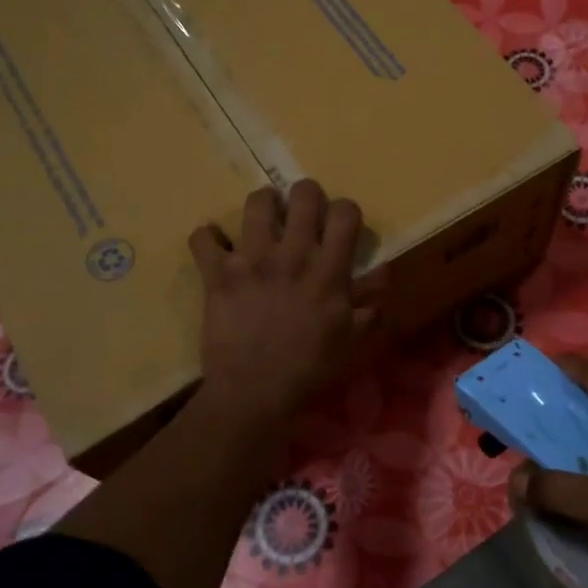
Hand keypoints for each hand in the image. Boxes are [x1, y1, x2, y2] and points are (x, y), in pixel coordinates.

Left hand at [189, 180, 381, 425]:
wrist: (254, 393)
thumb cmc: (310, 370)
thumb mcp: (354, 342)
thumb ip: (372, 304)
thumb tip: (384, 271)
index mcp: (328, 271)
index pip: (345, 213)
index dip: (346, 211)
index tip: (341, 224)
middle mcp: (292, 255)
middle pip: (303, 195)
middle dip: (306, 194)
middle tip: (303, 212)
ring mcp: (251, 261)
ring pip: (256, 204)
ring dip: (263, 204)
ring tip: (264, 218)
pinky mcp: (217, 274)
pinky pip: (203, 239)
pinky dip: (207, 238)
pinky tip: (215, 245)